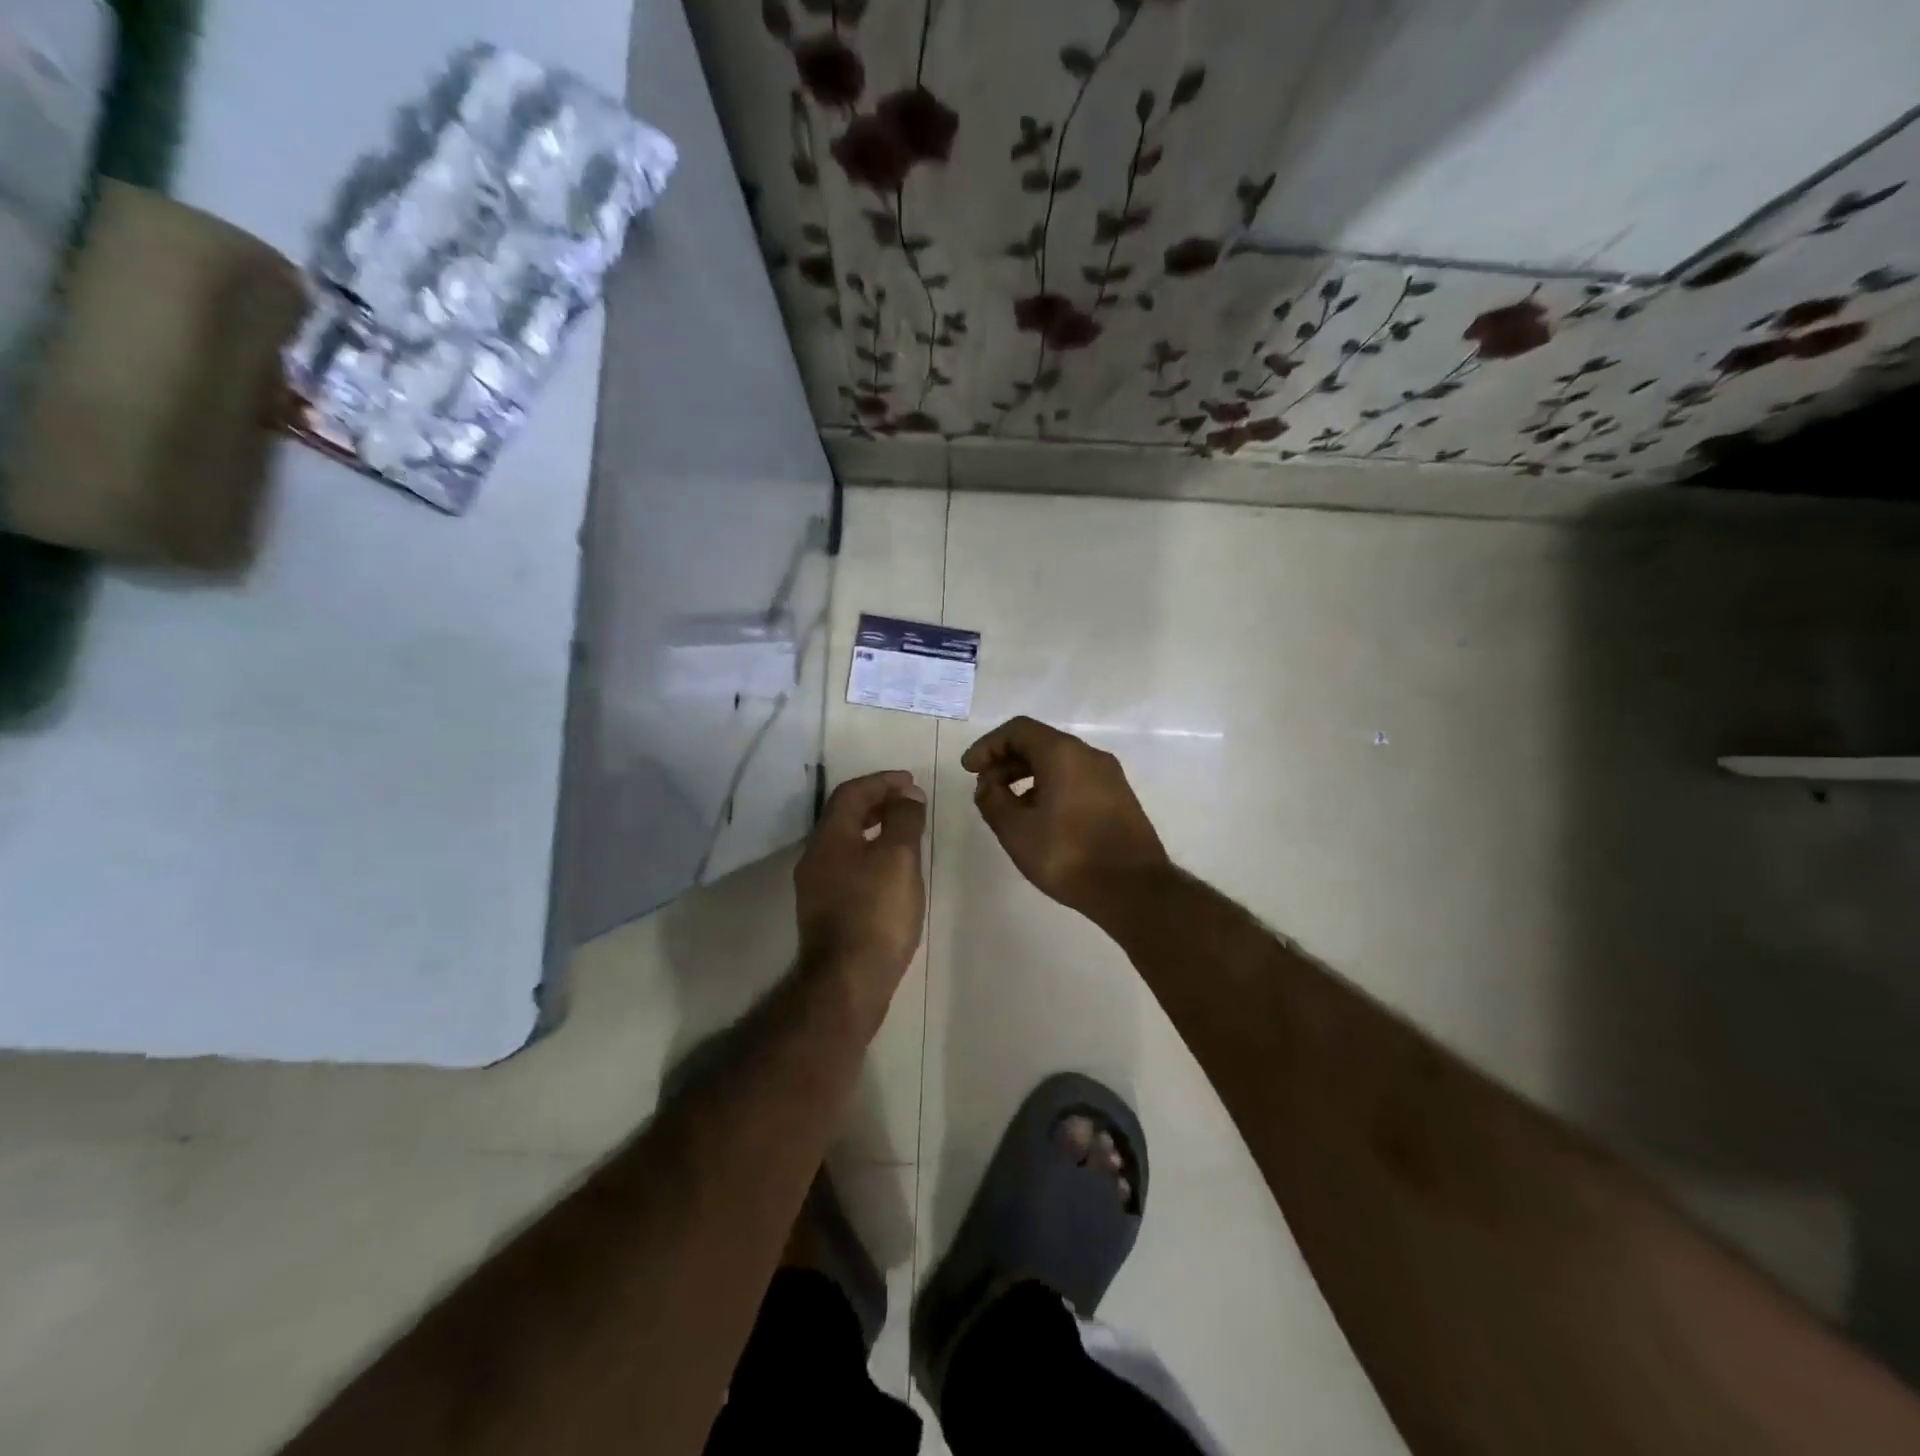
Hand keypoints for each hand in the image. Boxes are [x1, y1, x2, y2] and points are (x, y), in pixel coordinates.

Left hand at [793, 770, 927, 1012]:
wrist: (847, 983)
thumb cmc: (876, 914)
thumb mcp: (898, 859)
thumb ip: (904, 821)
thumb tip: (907, 795)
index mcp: (829, 838)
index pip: (852, 793)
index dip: (882, 781)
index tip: (911, 782)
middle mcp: (815, 857)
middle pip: (844, 815)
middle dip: (878, 802)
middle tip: (910, 802)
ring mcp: (817, 886)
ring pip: (846, 842)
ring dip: (874, 828)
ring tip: (905, 832)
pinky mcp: (825, 911)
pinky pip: (848, 865)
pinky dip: (870, 853)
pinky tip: (892, 870)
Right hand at [961, 717, 1170, 919]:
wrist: (1134, 889)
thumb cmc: (1068, 855)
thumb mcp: (1016, 831)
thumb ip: (993, 801)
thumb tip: (987, 786)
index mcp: (1063, 753)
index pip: (1018, 730)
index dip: (988, 746)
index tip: (969, 770)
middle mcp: (1089, 755)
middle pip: (1039, 743)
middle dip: (1006, 761)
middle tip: (985, 788)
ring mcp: (1109, 776)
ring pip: (1059, 762)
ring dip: (1027, 776)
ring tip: (1008, 806)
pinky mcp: (1119, 797)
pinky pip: (1076, 779)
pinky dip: (1050, 787)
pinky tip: (1039, 818)